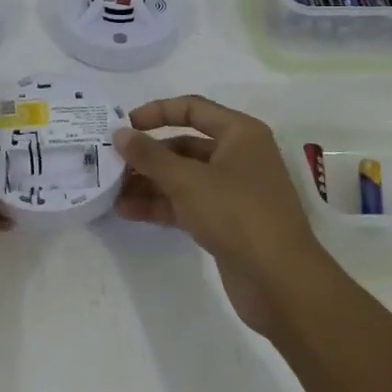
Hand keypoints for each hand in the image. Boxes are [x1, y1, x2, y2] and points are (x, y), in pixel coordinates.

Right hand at [114, 95, 322, 333]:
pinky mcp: (226, 222)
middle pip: (184, 146)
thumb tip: (120, 134)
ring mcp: (233, 191)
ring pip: (183, 178)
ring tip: (111, 191)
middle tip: (111, 163)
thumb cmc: (237, 213)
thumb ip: (150, 156)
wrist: (281, 282)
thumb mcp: (188, 180)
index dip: (156, 112)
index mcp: (240, 133)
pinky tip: (128, 212)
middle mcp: (238, 156)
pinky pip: (187, 204)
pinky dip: (160, 205)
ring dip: (149, 183)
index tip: (124, 125)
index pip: (192, 109)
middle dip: (148, 155)